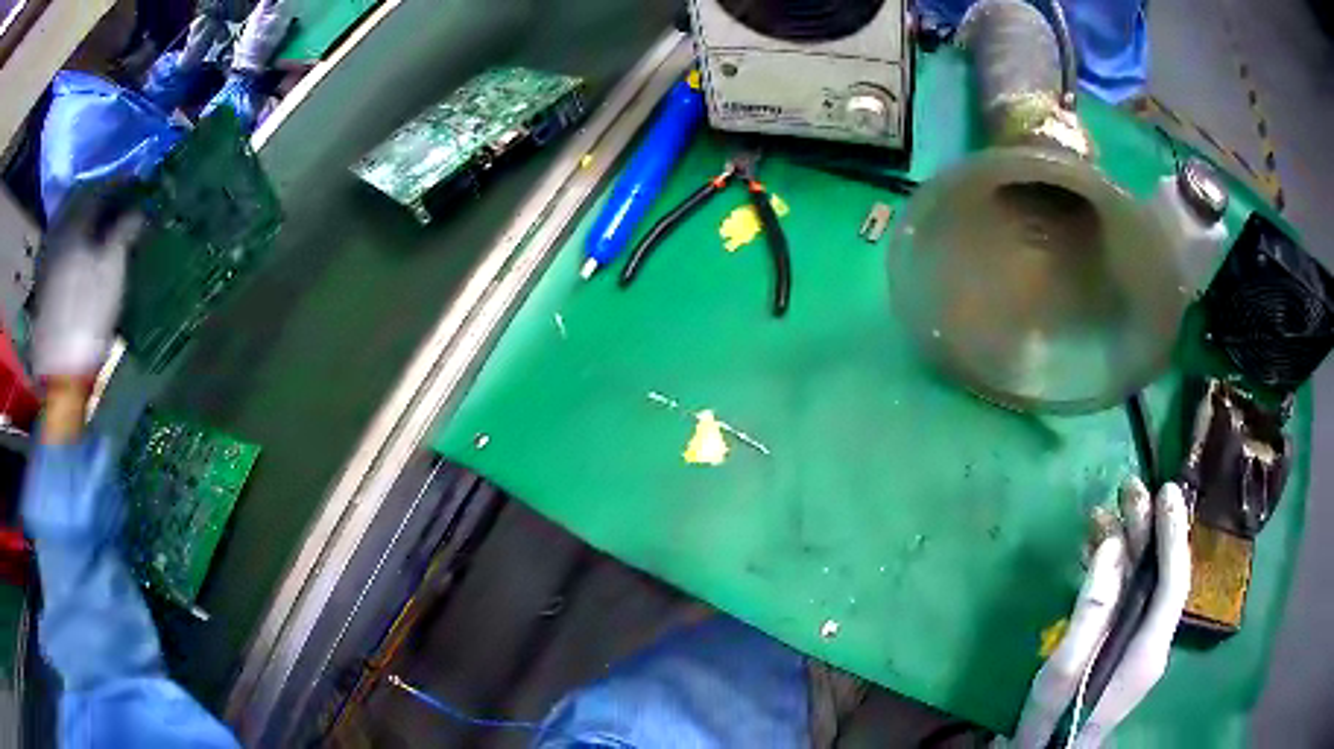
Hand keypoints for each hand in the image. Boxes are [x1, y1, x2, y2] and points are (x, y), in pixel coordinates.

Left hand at [31, 182, 142, 380]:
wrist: (60, 371)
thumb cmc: (88, 314)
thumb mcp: (112, 269)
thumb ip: (125, 231)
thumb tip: (140, 208)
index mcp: (75, 220)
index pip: (101, 188)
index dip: (121, 183)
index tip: (138, 184)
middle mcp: (59, 230)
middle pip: (81, 202)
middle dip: (101, 199)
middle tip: (120, 201)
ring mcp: (48, 257)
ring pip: (70, 224)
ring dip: (86, 220)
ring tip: (102, 225)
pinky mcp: (45, 281)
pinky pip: (62, 245)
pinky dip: (75, 241)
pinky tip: (83, 250)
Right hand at [1008, 478, 1190, 747]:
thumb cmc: (1054, 718)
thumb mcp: (1064, 667)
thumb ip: (1092, 610)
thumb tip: (1110, 547)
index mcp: (1148, 648)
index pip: (1174, 581)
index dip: (1173, 534)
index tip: (1167, 491)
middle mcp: (1152, 642)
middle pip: (1159, 575)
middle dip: (1147, 530)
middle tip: (1127, 488)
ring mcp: (1137, 645)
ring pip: (1141, 583)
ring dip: (1125, 547)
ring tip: (1102, 512)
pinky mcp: (1120, 647)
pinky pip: (1125, 598)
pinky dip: (1112, 571)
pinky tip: (1093, 552)